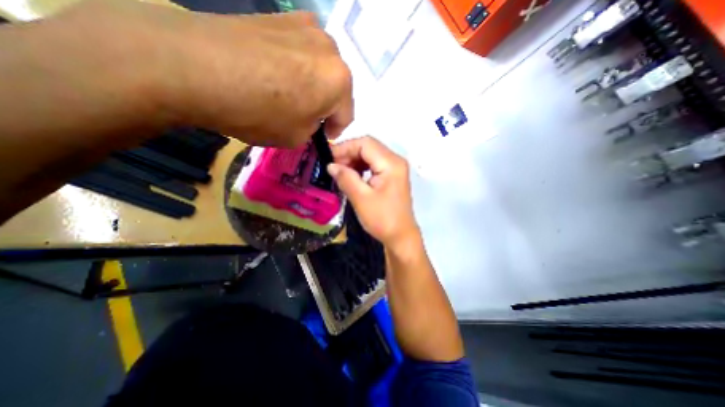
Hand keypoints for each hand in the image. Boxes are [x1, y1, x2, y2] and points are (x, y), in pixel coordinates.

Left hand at [46, 0, 354, 146]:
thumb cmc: (258, 112)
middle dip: (325, 105)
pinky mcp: (281, 15)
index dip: (334, 130)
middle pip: (336, 87)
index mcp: (340, 82)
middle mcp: (331, 49)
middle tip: (306, 115)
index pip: (347, 115)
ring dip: (311, 84)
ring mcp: (306, 26)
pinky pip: (300, 50)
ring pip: (320, 67)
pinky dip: (295, 65)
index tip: (321, 136)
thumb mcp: (296, 137)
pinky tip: (274, 73)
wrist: (194, 66)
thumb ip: (313, 129)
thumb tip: (310, 119)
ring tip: (288, 93)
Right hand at [330, 135, 418, 247]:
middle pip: (368, 147)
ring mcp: (395, 168)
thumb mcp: (361, 198)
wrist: (400, 236)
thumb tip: (330, 165)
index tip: (328, 158)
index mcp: (391, 163)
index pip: (365, 143)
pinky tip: (351, 176)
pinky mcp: (392, 176)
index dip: (345, 147)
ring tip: (339, 172)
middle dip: (348, 154)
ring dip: (353, 160)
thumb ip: (345, 178)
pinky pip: (373, 165)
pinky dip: (360, 167)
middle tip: (332, 166)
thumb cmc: (382, 219)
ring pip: (370, 155)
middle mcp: (395, 161)